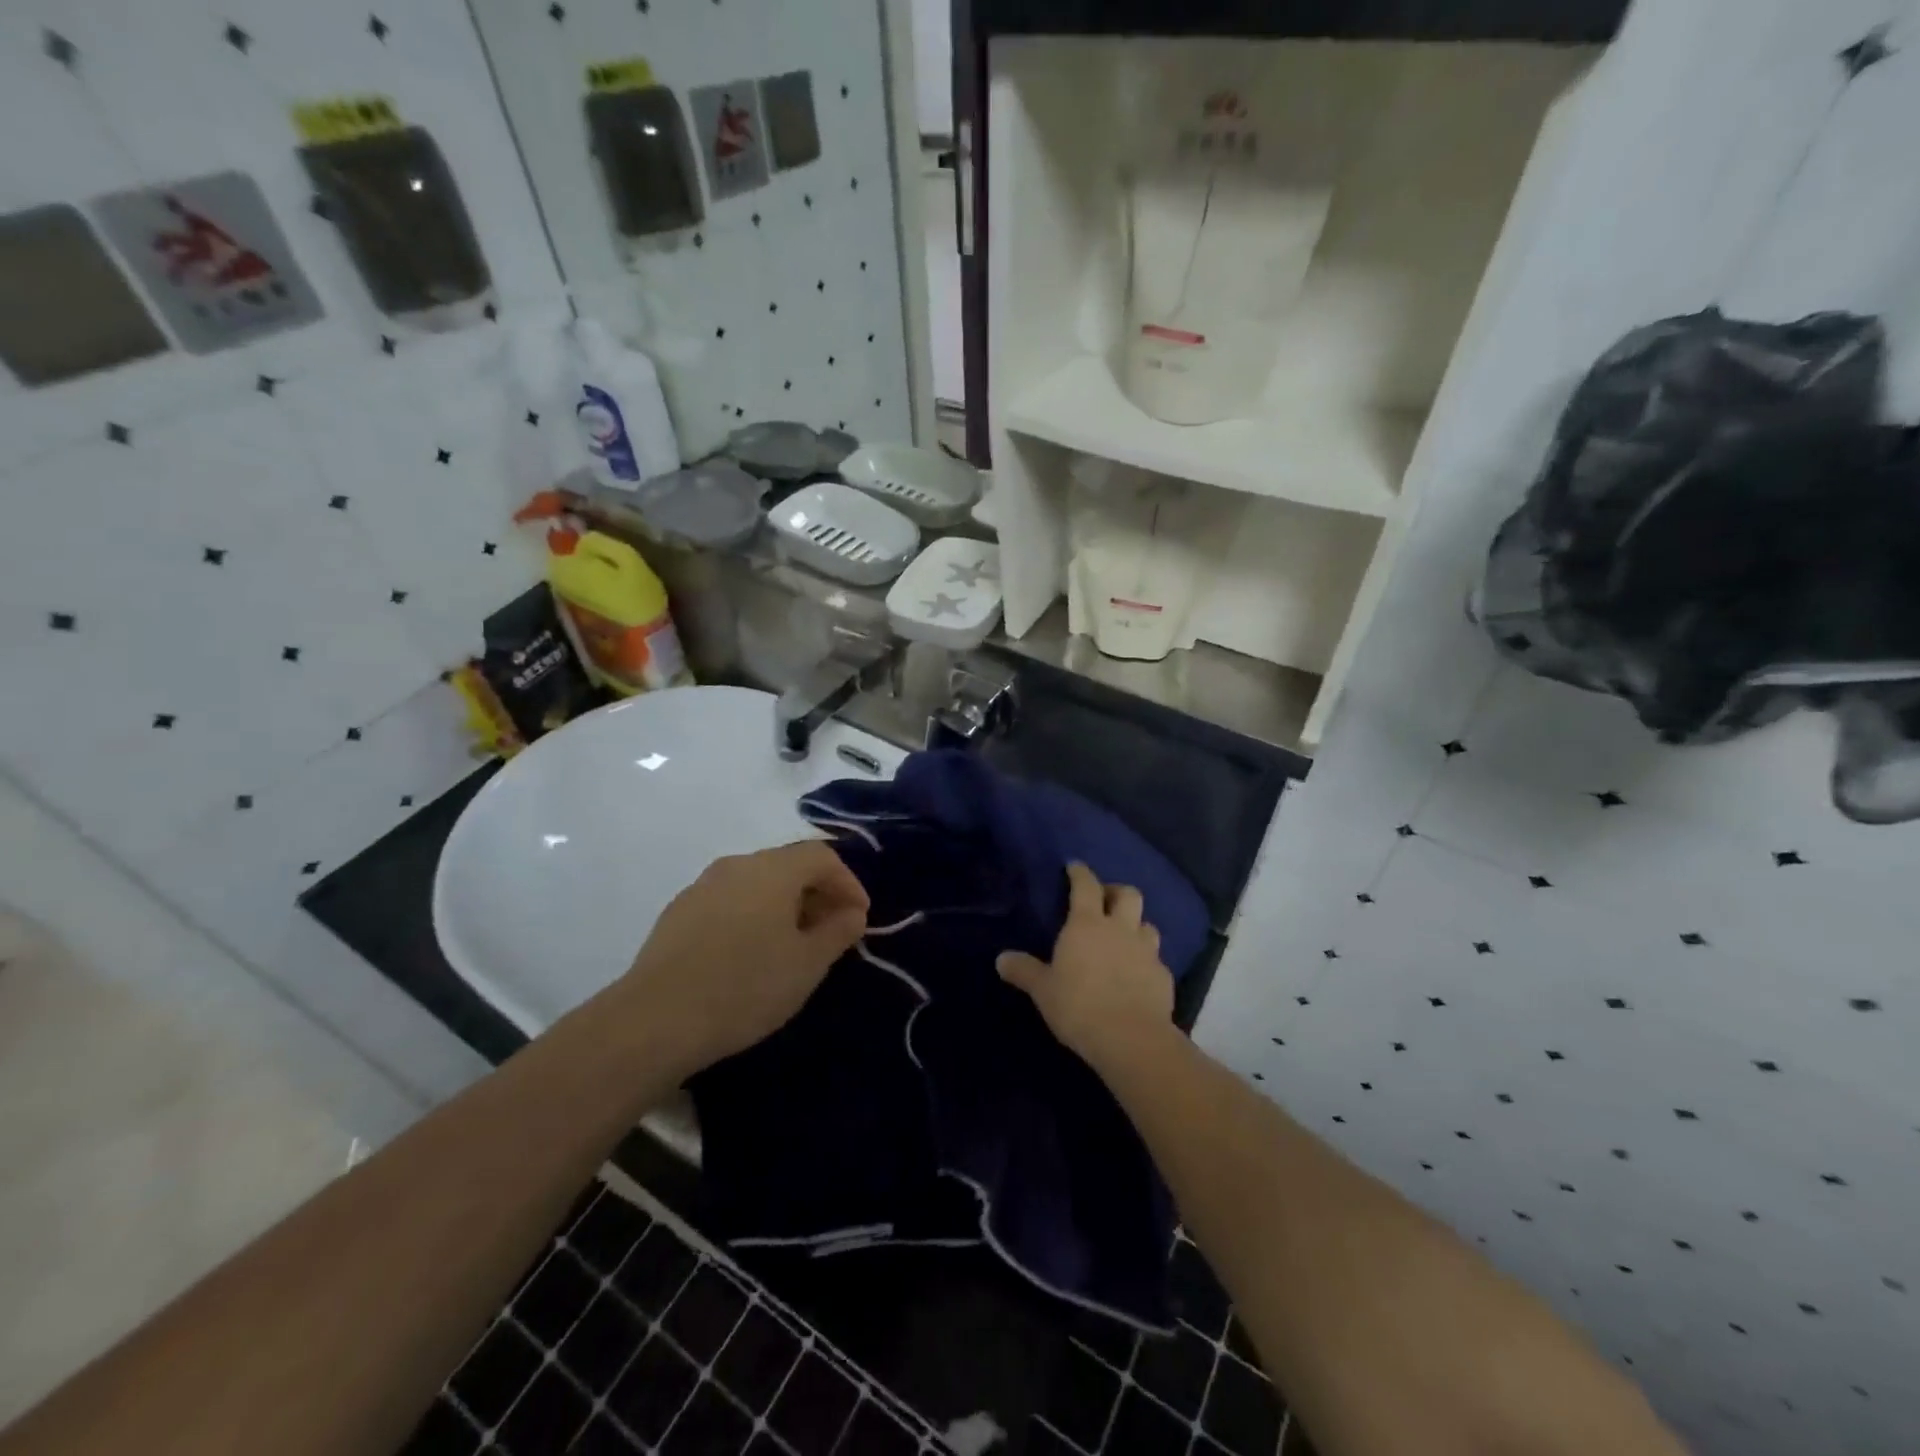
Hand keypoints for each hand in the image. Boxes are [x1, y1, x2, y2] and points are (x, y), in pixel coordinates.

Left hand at [620, 840, 868, 1077]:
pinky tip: (751, 953)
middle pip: (788, 865)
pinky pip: (730, 901)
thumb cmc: (745, 986)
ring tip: (793, 944)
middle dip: (818, 893)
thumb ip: (838, 931)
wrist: (655, 1019)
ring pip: (757, 883)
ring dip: (784, 905)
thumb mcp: (807, 964)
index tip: (860, 918)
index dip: (849, 882)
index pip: (822, 857)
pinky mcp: (678, 912)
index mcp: (773, 869)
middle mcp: (737, 865)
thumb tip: (851, 913)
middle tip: (832, 930)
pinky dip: (753, 915)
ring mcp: (702, 886)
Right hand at [997, 862, 1174, 1069]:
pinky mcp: (1164, 977)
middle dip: (1116, 892)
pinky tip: (1137, 975)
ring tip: (1124, 937)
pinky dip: (1146, 961)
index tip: (1075, 866)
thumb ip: (1024, 971)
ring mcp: (1147, 952)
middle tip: (1106, 900)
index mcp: (1087, 924)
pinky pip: (1156, 960)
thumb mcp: (1043, 990)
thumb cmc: (1078, 1006)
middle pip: (1128, 894)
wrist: (1130, 1038)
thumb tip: (1001, 959)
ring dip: (1136, 925)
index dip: (1080, 873)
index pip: (1085, 886)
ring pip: (1147, 925)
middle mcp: (1120, 929)